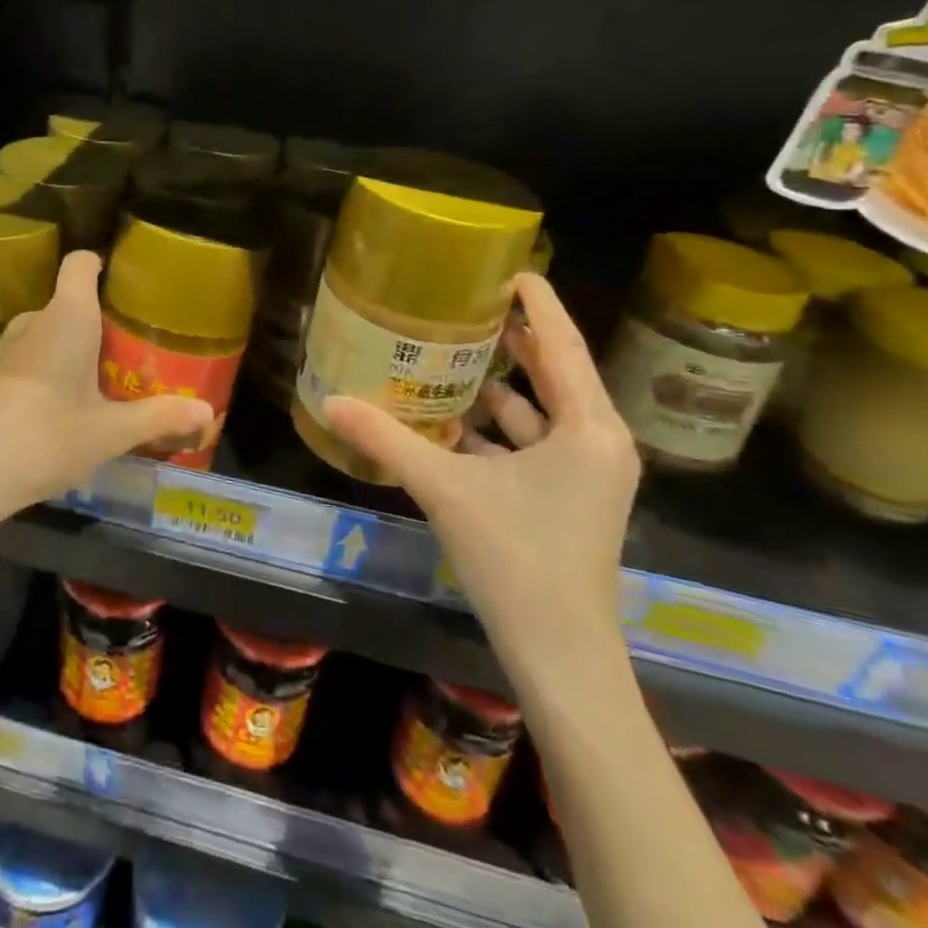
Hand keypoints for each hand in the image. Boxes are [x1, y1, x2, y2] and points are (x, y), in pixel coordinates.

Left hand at [0, 251, 211, 519]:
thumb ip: (160, 417)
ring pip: (42, 334)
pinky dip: (38, 372)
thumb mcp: (110, 432)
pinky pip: (21, 359)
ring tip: (87, 387)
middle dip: (94, 324)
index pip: (80, 264)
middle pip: (67, 304)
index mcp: (67, 318)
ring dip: (64, 351)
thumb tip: (208, 413)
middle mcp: (32, 321)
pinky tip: (47, 412)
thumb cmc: (47, 437)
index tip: (121, 284)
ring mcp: (1, 347)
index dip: (100, 264)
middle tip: (122, 358)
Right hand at [323, 273, 638, 672]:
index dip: (538, 303)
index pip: (563, 344)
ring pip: (541, 412)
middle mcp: (598, 443)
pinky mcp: (571, 499)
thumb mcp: (446, 489)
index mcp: (589, 428)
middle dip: (514, 341)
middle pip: (555, 373)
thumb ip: (387, 440)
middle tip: (468, 307)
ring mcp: (587, 474)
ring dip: (499, 388)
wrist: (561, 657)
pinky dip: (496, 431)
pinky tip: (450, 422)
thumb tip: (329, 401)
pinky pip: (534, 445)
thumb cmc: (517, 560)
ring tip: (449, 357)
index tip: (510, 269)